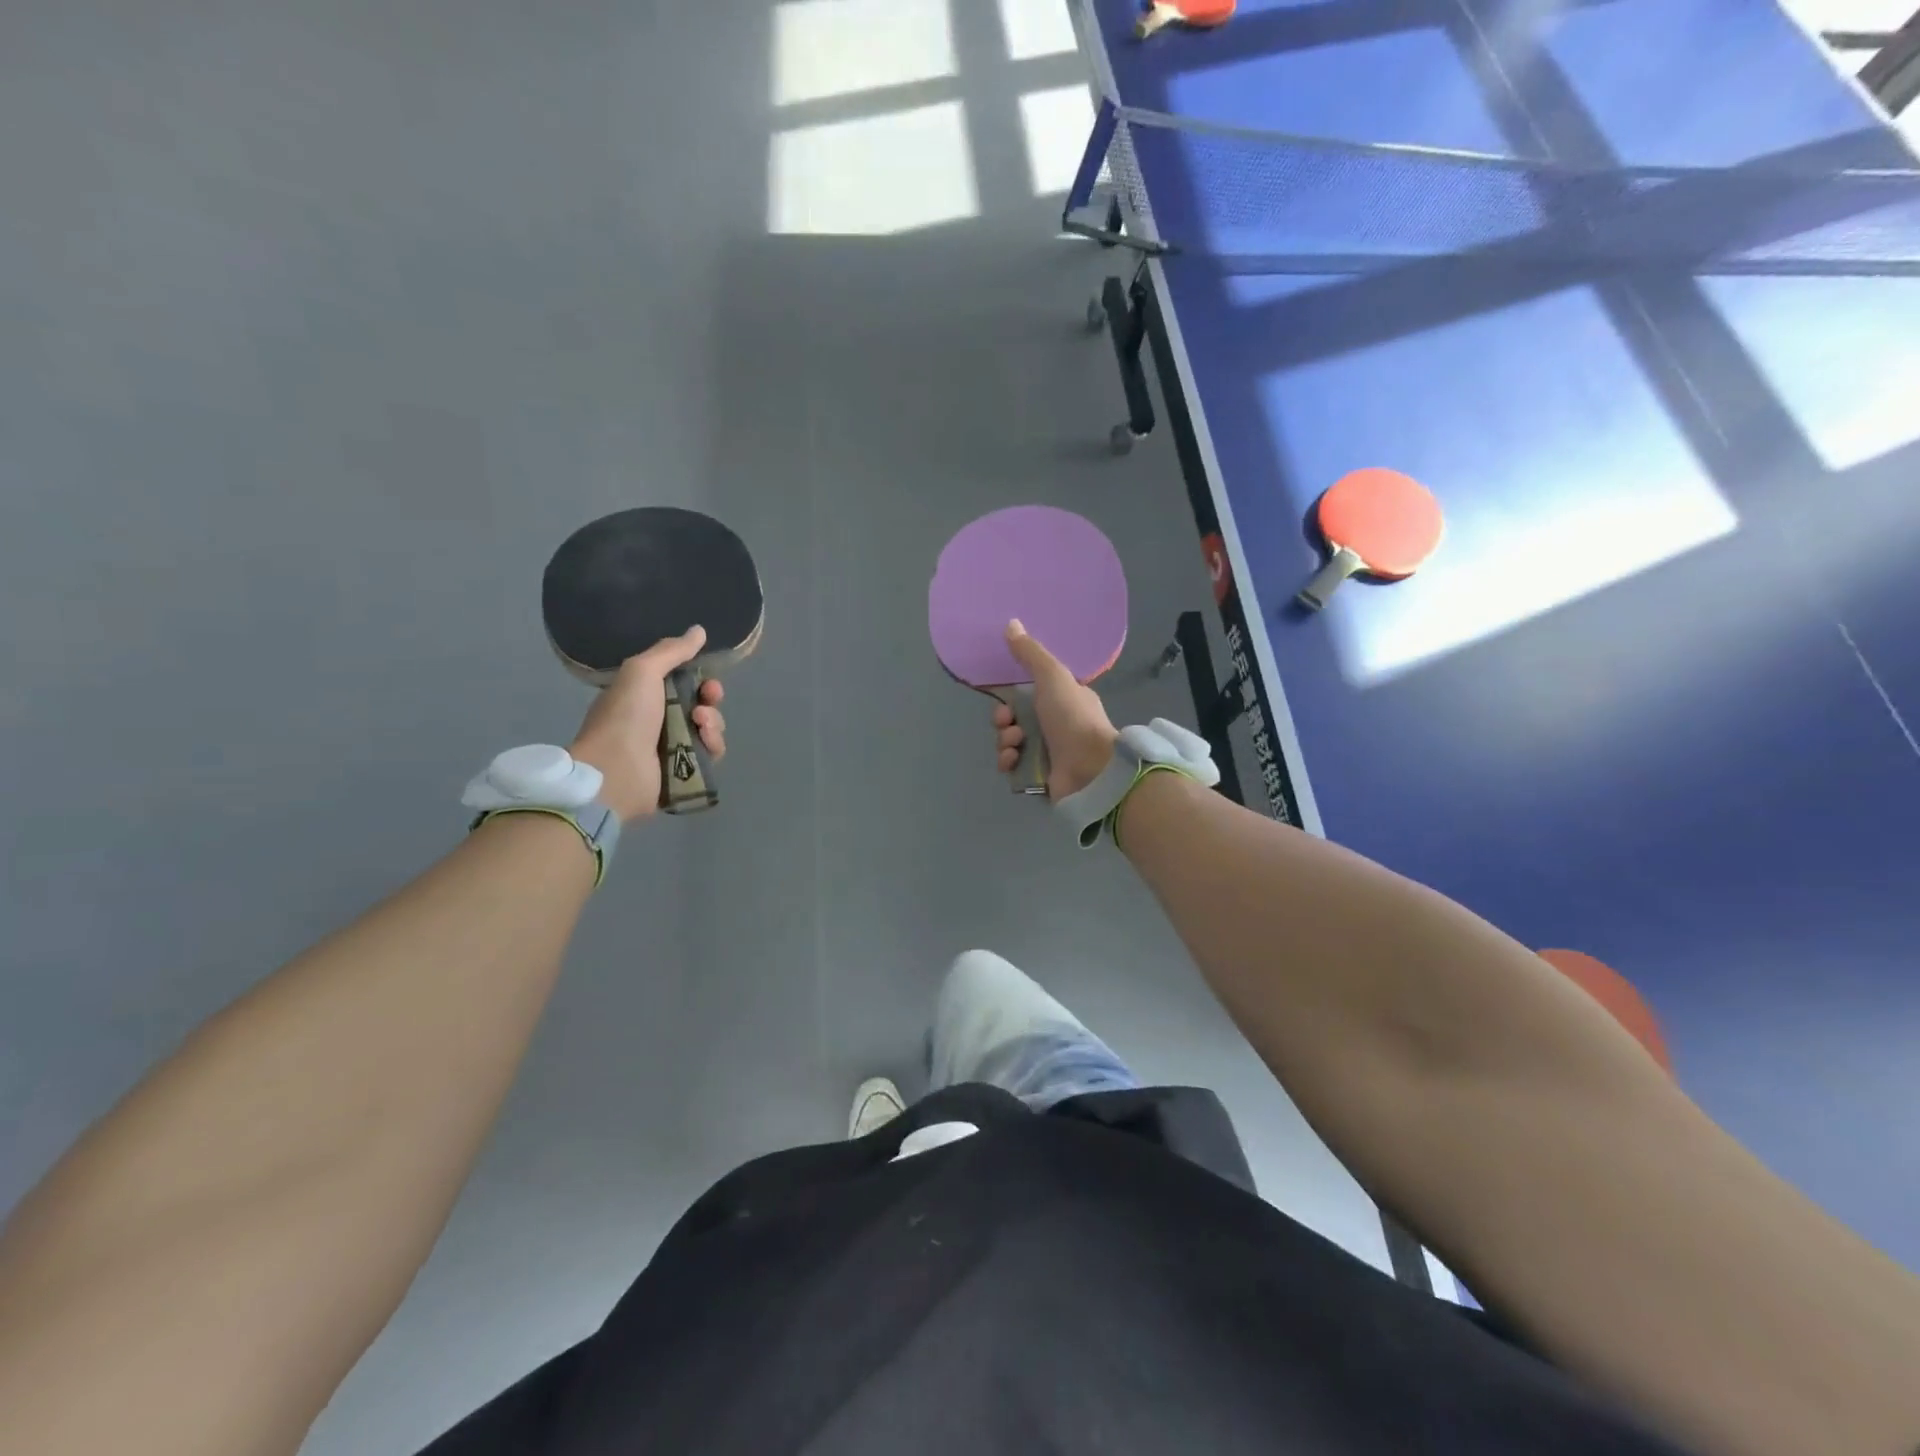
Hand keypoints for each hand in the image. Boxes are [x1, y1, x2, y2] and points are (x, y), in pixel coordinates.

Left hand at [570, 626, 726, 819]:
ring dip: (713, 722)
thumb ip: (671, 651)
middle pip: (701, 705)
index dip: (699, 679)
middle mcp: (659, 721)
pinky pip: (710, 754)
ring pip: (709, 729)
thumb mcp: (642, 671)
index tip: (706, 680)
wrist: (615, 771)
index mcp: (645, 696)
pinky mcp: (684, 772)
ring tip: (700, 725)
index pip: (682, 683)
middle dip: (711, 699)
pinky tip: (704, 742)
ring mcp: (672, 748)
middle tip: (707, 701)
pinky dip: (713, 746)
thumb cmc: (625, 717)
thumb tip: (699, 630)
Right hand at [992, 618, 1119, 798]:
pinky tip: (1013, 761)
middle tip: (1009, 724)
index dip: (1010, 697)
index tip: (1004, 700)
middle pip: (1014, 719)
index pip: (1028, 695)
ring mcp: (1049, 753)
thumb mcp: (1053, 677)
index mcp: (1063, 700)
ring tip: (1015, 746)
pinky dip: (1009, 763)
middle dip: (1004, 720)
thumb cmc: (1073, 719)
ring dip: (1005, 742)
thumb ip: (1031, 654)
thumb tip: (1011, 623)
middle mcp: (1056, 726)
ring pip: (1011, 743)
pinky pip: (1014, 766)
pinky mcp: (1041, 777)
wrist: (1091, 769)